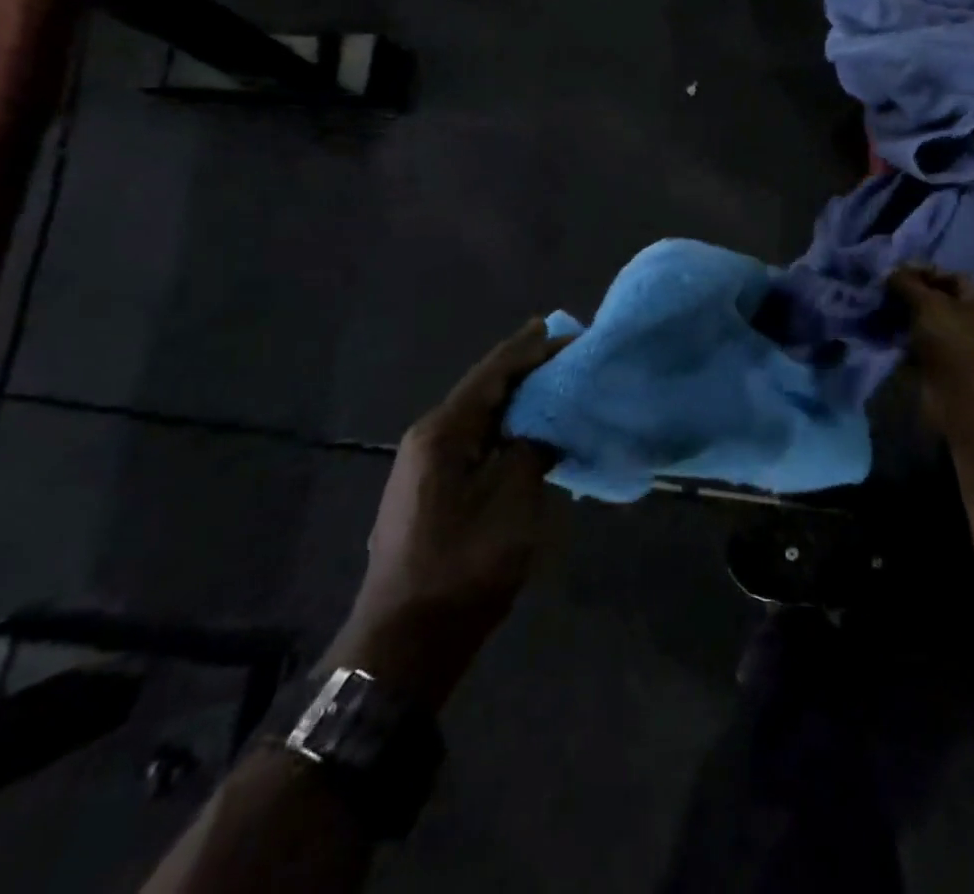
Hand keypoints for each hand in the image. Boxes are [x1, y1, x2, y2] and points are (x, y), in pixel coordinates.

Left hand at [325, 319, 568, 706]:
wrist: (405, 642)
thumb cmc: (462, 565)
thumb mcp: (512, 501)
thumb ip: (532, 449)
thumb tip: (545, 425)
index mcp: (444, 431)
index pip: (494, 372)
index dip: (532, 349)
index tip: (568, 331)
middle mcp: (429, 437)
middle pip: (485, 388)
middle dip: (525, 367)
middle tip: (565, 348)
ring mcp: (426, 466)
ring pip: (480, 416)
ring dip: (517, 398)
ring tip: (554, 381)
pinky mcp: (432, 490)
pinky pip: (476, 442)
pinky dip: (507, 428)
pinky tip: (530, 430)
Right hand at [888, 266, 973, 436]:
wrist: (958, 400)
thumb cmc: (952, 342)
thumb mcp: (929, 303)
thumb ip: (909, 283)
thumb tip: (891, 272)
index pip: (954, 278)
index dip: (925, 272)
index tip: (897, 273)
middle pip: (941, 302)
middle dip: (912, 295)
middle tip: (885, 291)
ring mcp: (962, 350)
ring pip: (929, 325)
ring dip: (906, 318)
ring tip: (880, 311)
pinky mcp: (945, 370)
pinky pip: (922, 346)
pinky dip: (906, 340)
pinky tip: (886, 334)